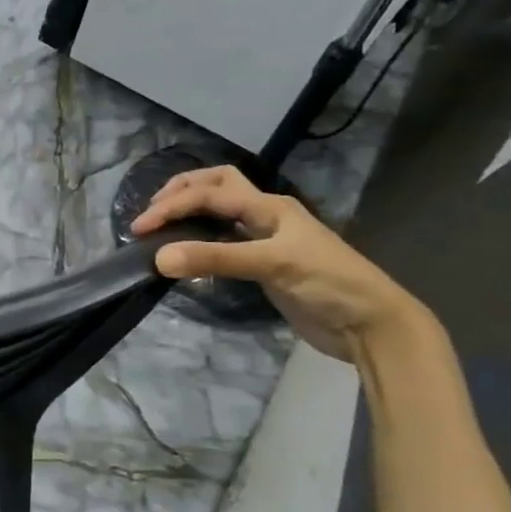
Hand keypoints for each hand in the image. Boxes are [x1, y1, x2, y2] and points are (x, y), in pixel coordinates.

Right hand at [130, 166, 430, 360]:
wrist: (371, 325)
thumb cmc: (328, 285)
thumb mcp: (271, 265)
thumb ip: (214, 259)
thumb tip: (159, 257)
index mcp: (269, 206)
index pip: (210, 193)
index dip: (172, 205)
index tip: (140, 228)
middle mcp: (266, 215)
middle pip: (218, 186)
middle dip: (182, 191)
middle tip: (151, 212)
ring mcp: (266, 241)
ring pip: (221, 212)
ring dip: (191, 212)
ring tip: (161, 228)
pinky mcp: (265, 266)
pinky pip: (225, 242)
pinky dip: (201, 241)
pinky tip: (186, 254)